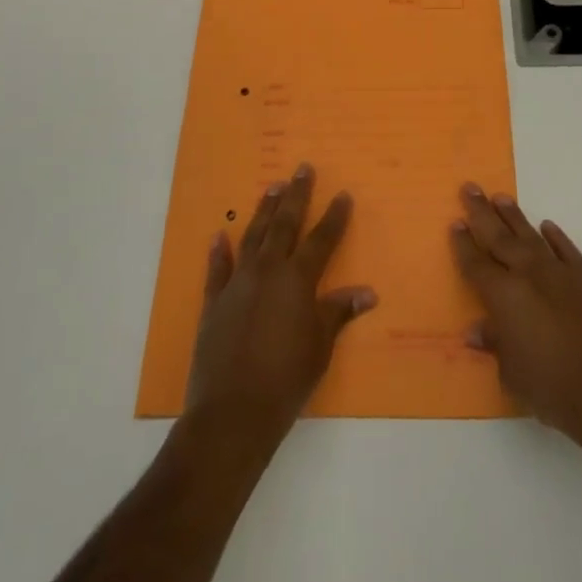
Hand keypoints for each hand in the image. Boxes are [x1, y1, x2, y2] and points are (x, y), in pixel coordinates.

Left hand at [186, 163, 376, 441]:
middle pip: (284, 224)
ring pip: (253, 237)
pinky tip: (219, 235)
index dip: (334, 217)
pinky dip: (219, 252)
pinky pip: (217, 270)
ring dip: (263, 211)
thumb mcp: (321, 346)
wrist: (232, 411)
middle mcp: (268, 271)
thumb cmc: (286, 379)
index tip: (343, 194)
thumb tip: (368, 292)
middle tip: (302, 169)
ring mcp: (237, 283)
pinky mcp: (213, 302)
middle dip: (296, 195)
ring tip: (272, 187)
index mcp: (297, 280)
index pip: (322, 240)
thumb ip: (339, 312)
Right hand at [451, 183, 581, 454]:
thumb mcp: (513, 374)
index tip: (455, 222)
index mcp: (504, 296)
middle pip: (499, 237)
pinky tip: (547, 226)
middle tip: (470, 187)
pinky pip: (567, 250)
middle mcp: (529, 275)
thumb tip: (475, 330)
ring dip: (514, 216)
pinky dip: (556, 237)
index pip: (476, 264)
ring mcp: (561, 273)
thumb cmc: (553, 389)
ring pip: (531, 236)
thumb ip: (494, 345)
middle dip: (481, 212)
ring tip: (500, 197)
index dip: (464, 244)